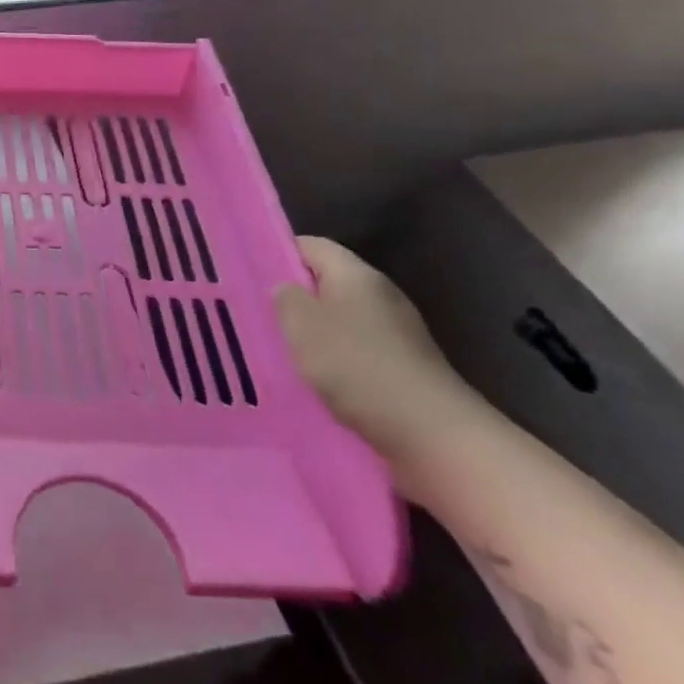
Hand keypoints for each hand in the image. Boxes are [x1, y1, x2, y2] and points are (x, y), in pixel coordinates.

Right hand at [274, 237, 485, 481]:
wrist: (435, 437)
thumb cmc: (358, 368)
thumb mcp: (302, 325)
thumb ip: (285, 298)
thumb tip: (286, 290)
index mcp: (357, 275)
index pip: (310, 246)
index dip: (277, 254)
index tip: (248, 275)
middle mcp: (380, 296)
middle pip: (325, 283)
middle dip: (292, 299)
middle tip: (256, 316)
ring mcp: (396, 333)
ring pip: (339, 321)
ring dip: (311, 335)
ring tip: (279, 352)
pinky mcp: (404, 368)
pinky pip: (356, 352)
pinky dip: (333, 363)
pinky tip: (315, 382)